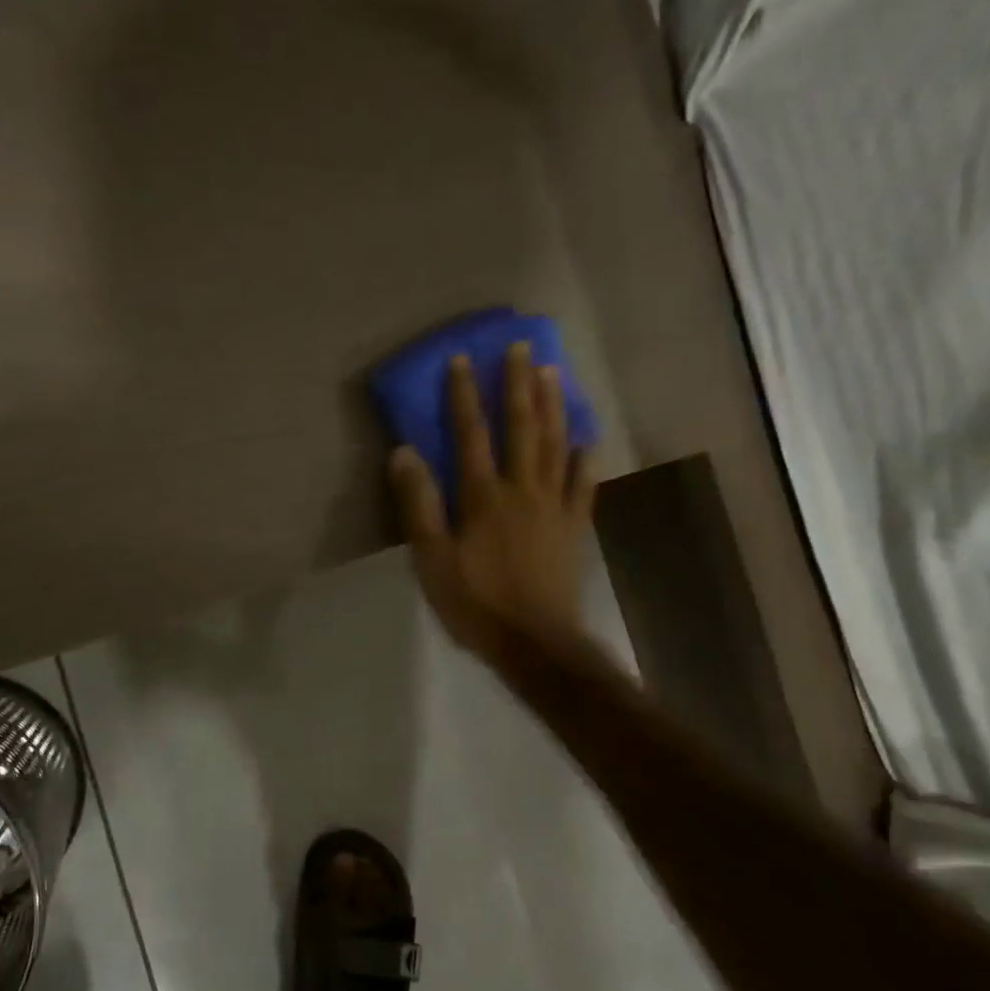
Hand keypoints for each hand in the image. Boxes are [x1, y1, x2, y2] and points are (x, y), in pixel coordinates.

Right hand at [388, 342, 595, 664]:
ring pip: (554, 445)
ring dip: (553, 407)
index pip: (470, 434)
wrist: (535, 643)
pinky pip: (581, 485)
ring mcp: (553, 506)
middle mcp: (521, 489)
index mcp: (482, 496)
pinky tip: (586, 440)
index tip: (461, 359)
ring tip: (553, 372)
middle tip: (521, 347)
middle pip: (520, 427)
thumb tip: (403, 452)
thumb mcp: (431, 559)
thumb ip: (418, 505)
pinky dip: (583, 459)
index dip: (463, 395)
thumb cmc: (476, 603)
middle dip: (517, 385)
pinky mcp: (572, 527)